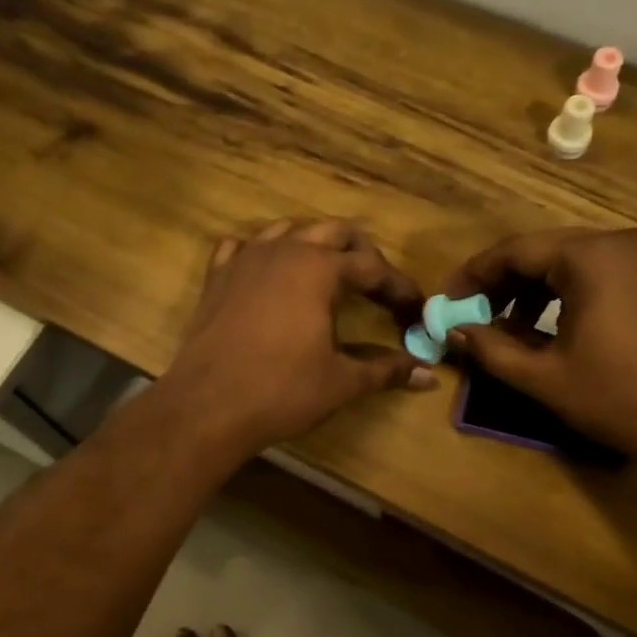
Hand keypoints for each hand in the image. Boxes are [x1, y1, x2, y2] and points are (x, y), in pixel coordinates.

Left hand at [160, 219, 436, 456]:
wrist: (207, 406)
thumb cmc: (282, 391)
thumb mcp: (341, 382)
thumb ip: (386, 371)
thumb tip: (428, 376)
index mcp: (320, 269)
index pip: (372, 267)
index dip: (398, 287)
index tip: (414, 309)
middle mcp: (284, 251)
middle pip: (334, 233)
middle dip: (361, 254)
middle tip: (376, 286)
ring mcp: (245, 259)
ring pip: (288, 230)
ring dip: (314, 245)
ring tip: (327, 273)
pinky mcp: (217, 276)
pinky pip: (242, 247)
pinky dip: (262, 253)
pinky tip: (267, 272)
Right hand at [441, 227, 636, 473]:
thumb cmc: (618, 399)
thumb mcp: (544, 377)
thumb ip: (491, 348)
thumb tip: (453, 332)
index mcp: (592, 257)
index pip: (516, 251)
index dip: (476, 275)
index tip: (449, 301)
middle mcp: (625, 240)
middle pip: (547, 251)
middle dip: (506, 282)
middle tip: (475, 313)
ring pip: (578, 259)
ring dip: (539, 287)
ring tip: (513, 324)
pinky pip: (607, 270)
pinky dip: (575, 289)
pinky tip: (558, 323)